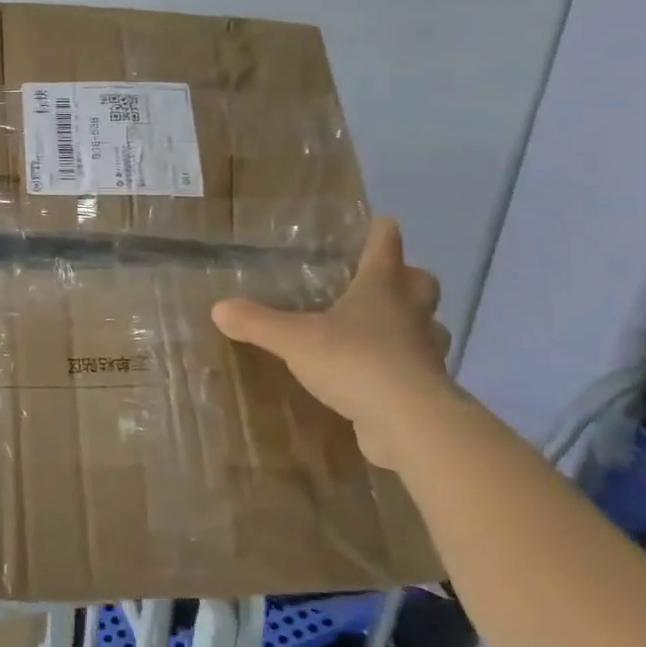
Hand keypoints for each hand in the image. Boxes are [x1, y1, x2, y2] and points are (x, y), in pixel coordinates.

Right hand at [212, 219, 452, 467]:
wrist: (410, 423)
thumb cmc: (356, 361)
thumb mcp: (294, 340)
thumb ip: (257, 322)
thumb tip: (218, 308)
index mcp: (382, 288)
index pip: (385, 245)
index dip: (380, 232)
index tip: (377, 223)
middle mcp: (411, 313)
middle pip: (421, 283)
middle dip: (406, 278)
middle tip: (382, 281)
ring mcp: (425, 351)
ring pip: (427, 326)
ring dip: (411, 323)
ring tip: (381, 329)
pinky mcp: (427, 388)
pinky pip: (418, 366)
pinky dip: (402, 365)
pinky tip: (378, 374)